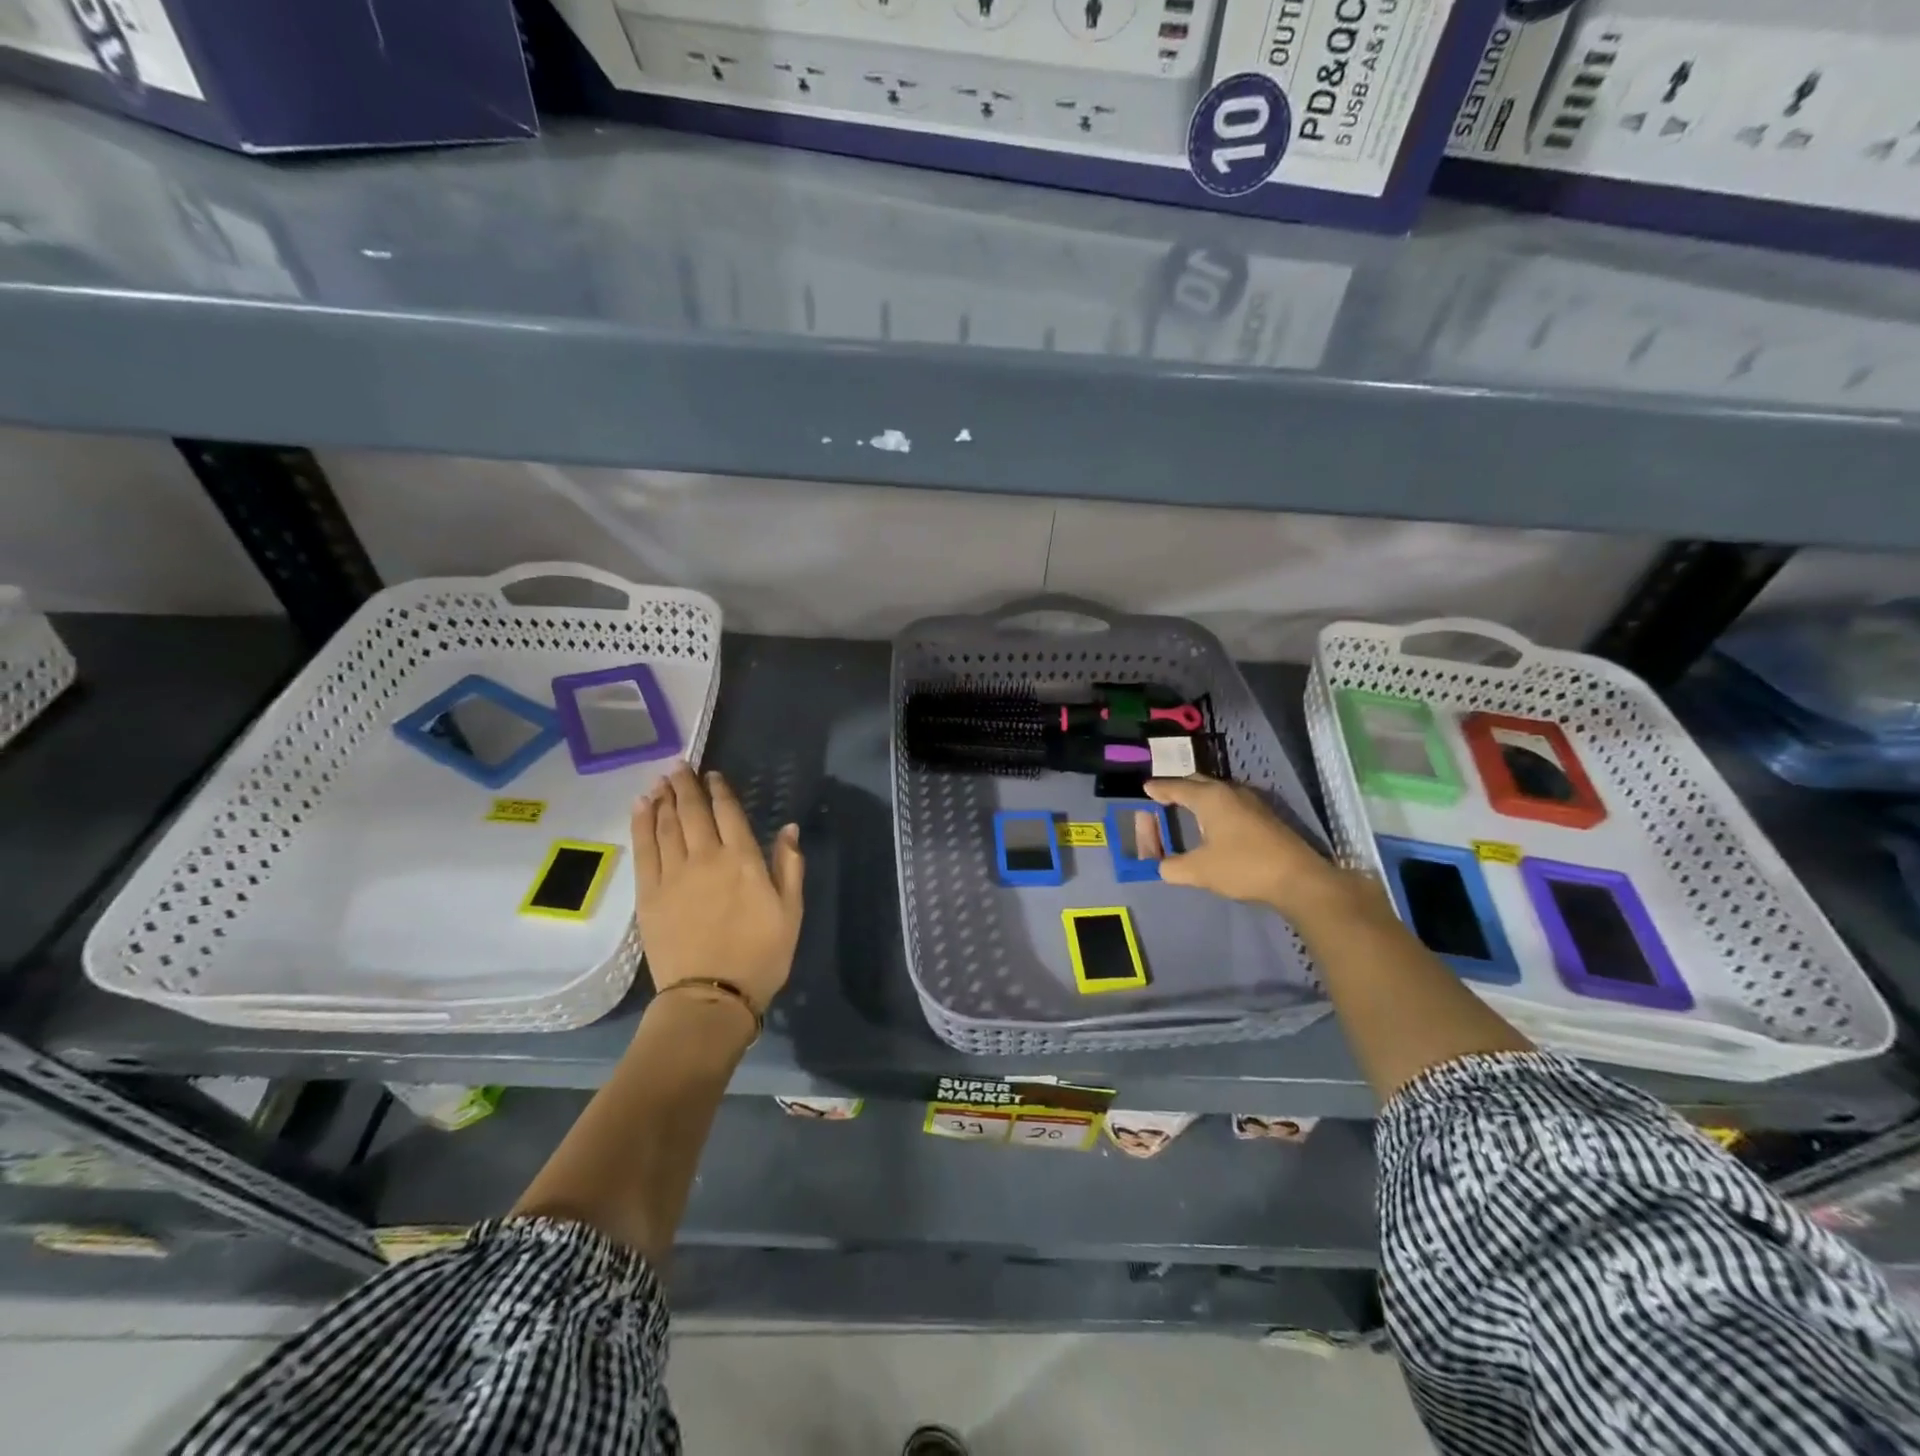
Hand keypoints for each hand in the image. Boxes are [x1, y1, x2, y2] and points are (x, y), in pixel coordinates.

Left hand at [631, 764, 804, 1013]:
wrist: (711, 998)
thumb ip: (789, 866)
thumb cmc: (760, 956)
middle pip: (692, 811)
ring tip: (661, 779)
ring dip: (663, 798)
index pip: (729, 812)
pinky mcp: (649, 893)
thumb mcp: (791, 911)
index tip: (713, 775)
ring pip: (665, 824)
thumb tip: (788, 828)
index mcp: (743, 860)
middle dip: (686, 785)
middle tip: (679, 766)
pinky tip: (642, 806)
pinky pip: (644, 848)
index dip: (720, 790)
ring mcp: (674, 874)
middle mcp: (706, 857)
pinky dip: (642, 822)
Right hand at [1142, 775, 1356, 922]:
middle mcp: (1230, 792)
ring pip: (1217, 791)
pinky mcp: (1265, 815)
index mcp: (1210, 798)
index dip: (1159, 789)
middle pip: (1198, 782)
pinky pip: (1230, 801)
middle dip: (1179, 787)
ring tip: (1187, 808)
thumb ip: (1173, 867)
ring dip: (1199, 796)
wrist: (1298, 879)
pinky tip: (1215, 823)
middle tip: (1164, 796)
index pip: (1176, 787)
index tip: (1146, 788)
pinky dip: (1215, 806)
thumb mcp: (1199, 871)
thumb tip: (1162, 866)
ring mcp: (1251, 802)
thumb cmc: (1243, 867)